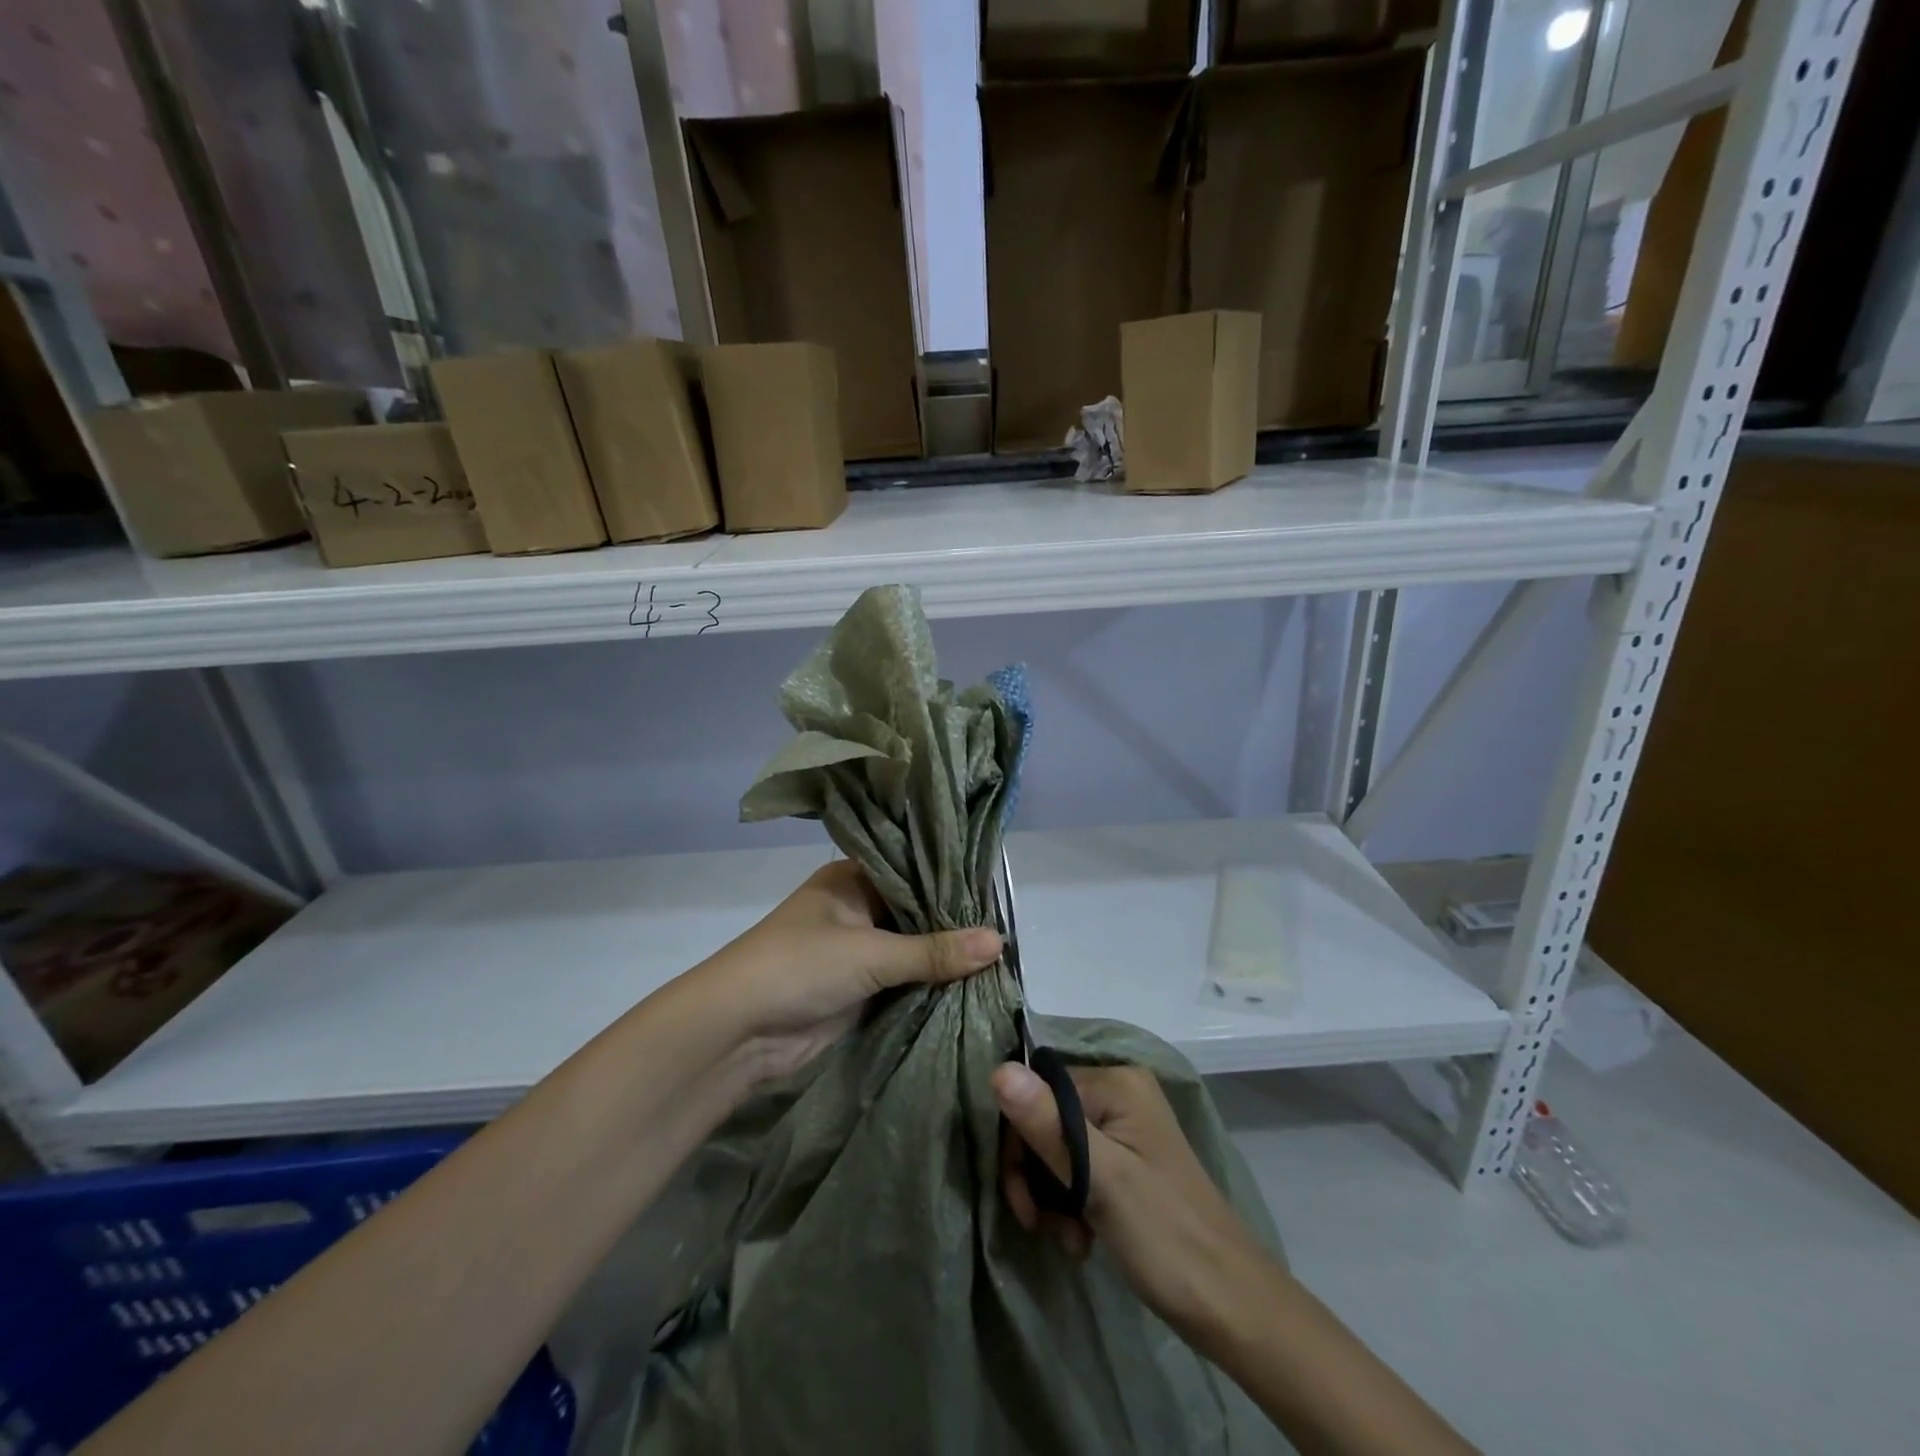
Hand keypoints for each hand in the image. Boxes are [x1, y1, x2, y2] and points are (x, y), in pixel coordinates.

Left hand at [694, 860, 1001, 1081]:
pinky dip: (930, 986)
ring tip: (1002, 959)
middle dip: (954, 925)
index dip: (951, 882)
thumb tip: (1000, 942)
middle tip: (1008, 929)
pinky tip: (973, 987)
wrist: (737, 1032)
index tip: (996, 892)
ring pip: (912, 950)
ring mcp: (857, 951)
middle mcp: (857, 909)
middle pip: (916, 913)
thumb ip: (934, 950)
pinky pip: (904, 982)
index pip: (912, 871)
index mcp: (852, 879)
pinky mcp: (858, 990)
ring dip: (945, 959)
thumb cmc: (799, 967)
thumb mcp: (870, 952)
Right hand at [994, 1062, 1265, 1342]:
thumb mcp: (1100, 1179)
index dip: (1018, 1143)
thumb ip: (1047, 1124)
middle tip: (1039, 1224)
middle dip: (1036, 1174)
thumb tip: (997, 1070)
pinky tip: (1082, 1239)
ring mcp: (1127, 1126)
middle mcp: (1120, 1091)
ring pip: (1059, 1146)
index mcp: (1116, 1082)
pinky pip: (1081, 1166)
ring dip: (1053, 1195)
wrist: (1232, 1305)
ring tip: (1069, 1238)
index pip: (1036, 1091)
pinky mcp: (1130, 1159)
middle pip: (1046, 1117)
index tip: (1021, 1201)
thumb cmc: (1165, 1236)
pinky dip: (1073, 1202)